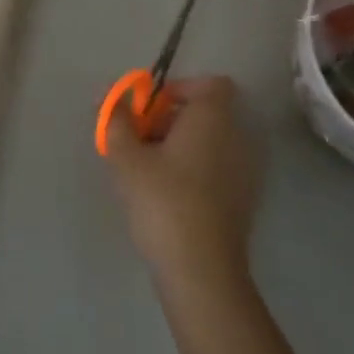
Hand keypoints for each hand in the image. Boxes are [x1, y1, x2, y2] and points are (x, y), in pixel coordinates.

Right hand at [107, 76, 261, 299]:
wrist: (200, 269)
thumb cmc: (162, 202)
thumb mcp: (127, 159)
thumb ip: (117, 121)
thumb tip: (109, 96)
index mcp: (213, 120)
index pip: (210, 84)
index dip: (179, 88)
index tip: (148, 108)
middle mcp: (236, 138)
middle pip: (206, 113)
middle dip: (169, 119)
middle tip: (136, 140)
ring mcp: (244, 170)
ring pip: (209, 142)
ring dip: (178, 145)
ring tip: (144, 169)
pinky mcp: (241, 199)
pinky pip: (215, 167)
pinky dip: (192, 169)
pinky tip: (165, 194)